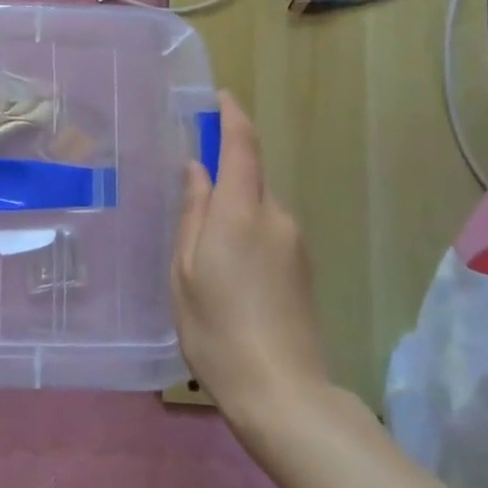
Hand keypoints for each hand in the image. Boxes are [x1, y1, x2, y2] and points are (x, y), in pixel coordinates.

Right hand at [173, 93, 333, 428]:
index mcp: (241, 212)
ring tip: (200, 248)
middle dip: (222, 173)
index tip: (220, 96)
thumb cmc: (216, 329)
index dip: (232, 116)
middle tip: (185, 194)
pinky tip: (225, 269)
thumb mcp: (185, 271)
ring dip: (231, 209)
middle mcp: (275, 217)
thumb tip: (196, 170)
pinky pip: (268, 230)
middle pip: (249, 176)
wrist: (281, 391)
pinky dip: (244, 232)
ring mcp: (294, 243)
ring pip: (257, 206)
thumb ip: (192, 214)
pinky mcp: (302, 267)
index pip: (242, 146)